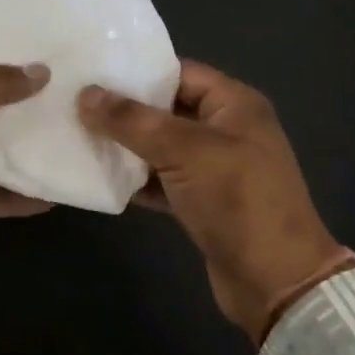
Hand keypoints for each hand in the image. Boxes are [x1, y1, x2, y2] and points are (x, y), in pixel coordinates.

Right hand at [78, 61, 351, 342]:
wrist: (276, 283)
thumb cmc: (237, 200)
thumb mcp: (184, 151)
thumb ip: (132, 120)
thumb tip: (86, 94)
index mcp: (234, 104)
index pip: (179, 72)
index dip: (138, 71)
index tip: (94, 71)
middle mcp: (227, 129)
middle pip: (167, 108)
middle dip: (125, 109)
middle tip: (78, 103)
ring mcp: (216, 167)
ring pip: (162, 145)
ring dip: (127, 145)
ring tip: (81, 135)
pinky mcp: (204, 202)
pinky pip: (163, 179)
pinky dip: (138, 179)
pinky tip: (101, 176)